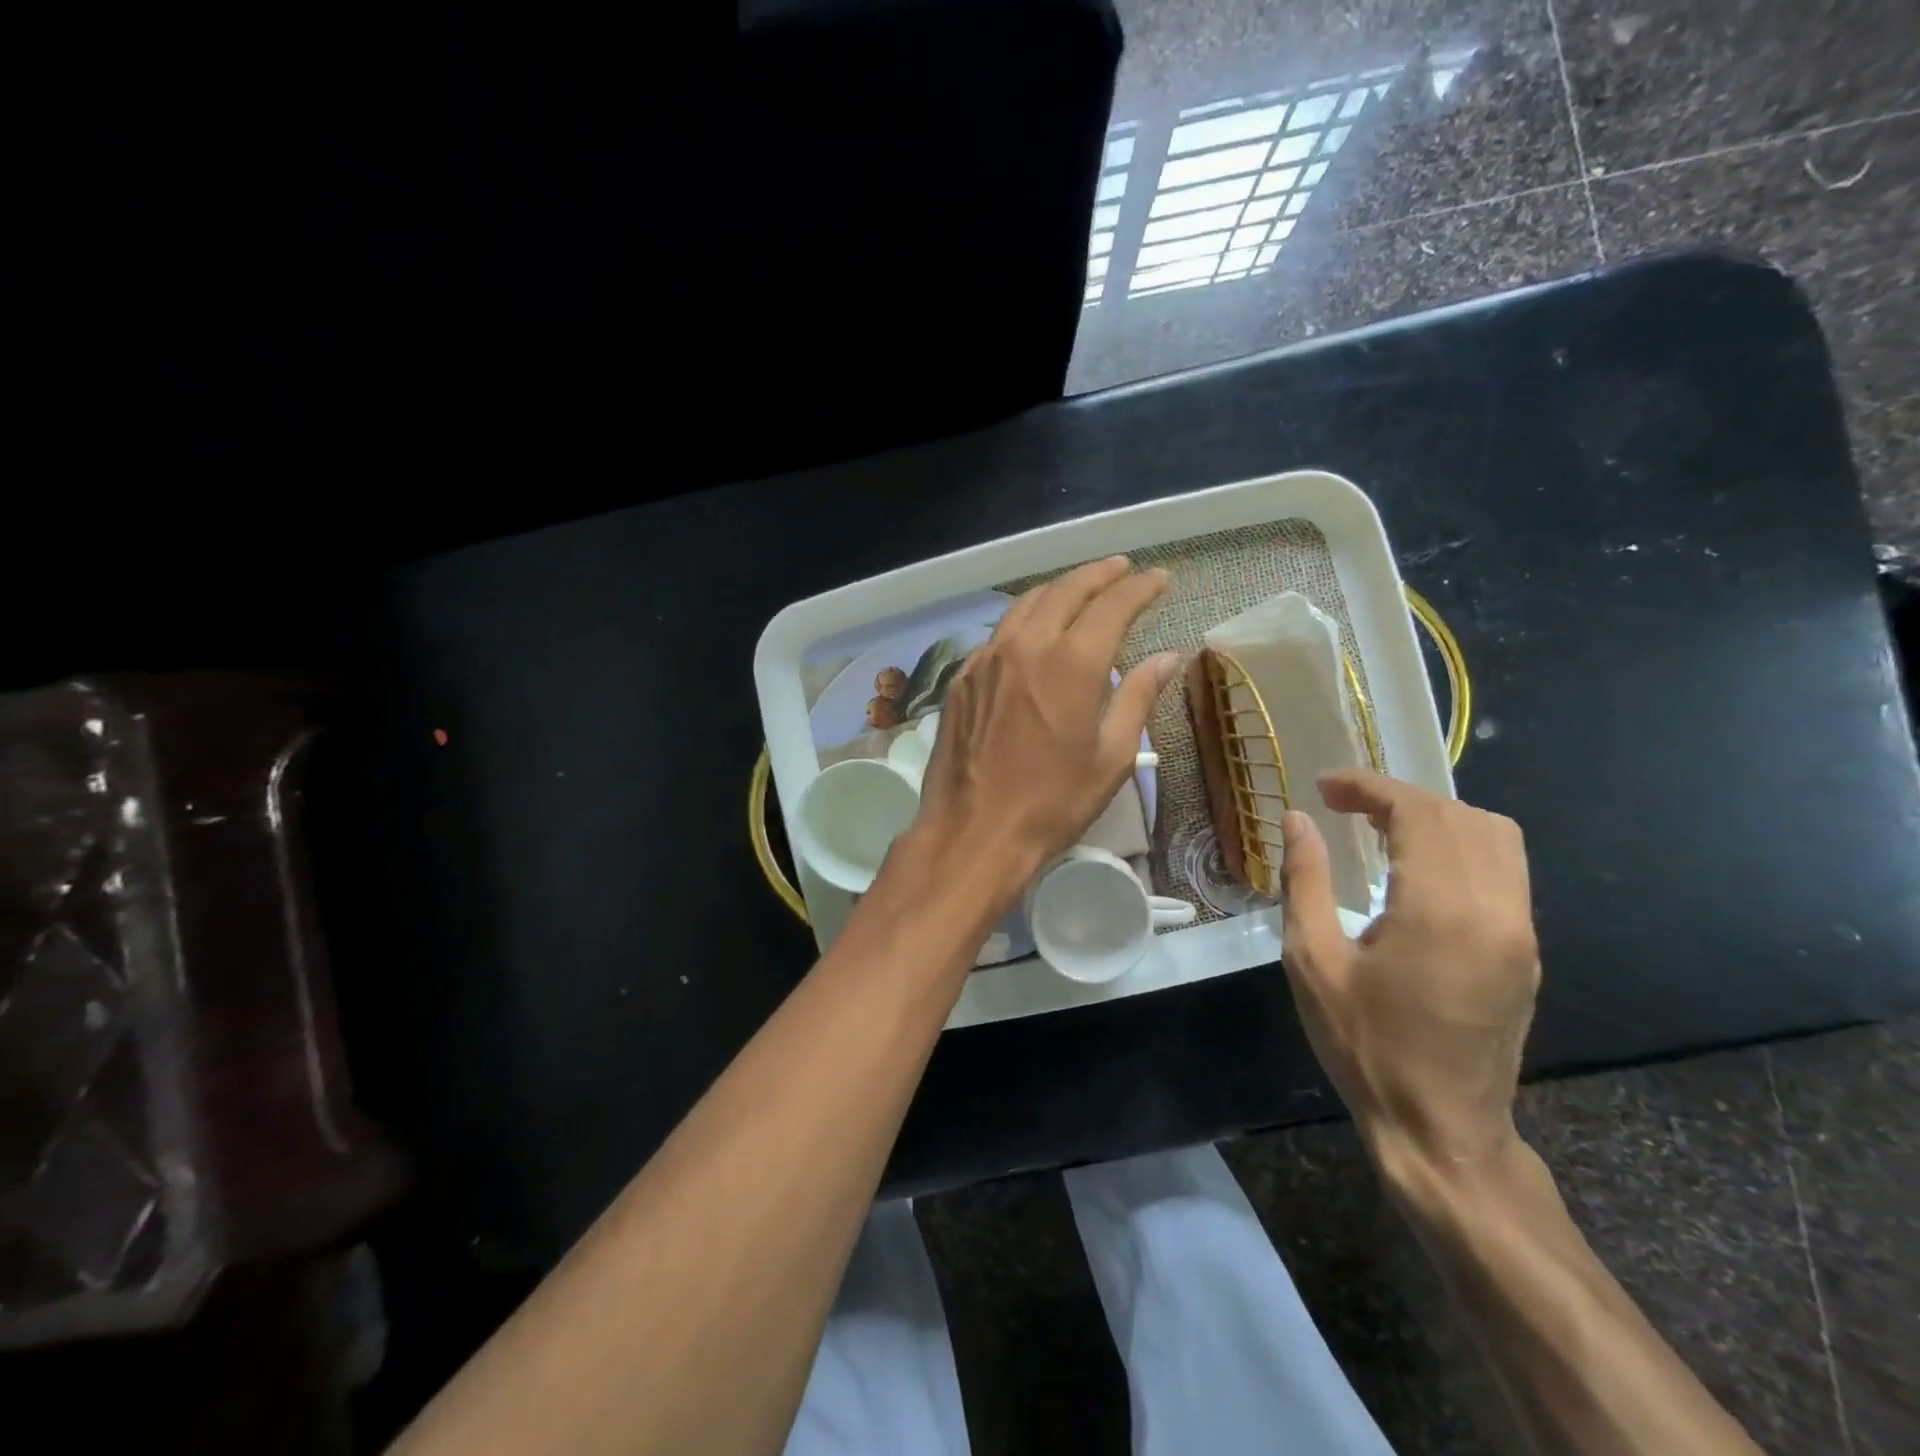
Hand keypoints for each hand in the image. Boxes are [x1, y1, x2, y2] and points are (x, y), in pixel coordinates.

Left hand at [913, 556, 1181, 897]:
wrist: (974, 831)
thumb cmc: (1052, 802)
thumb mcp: (1111, 757)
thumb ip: (1137, 698)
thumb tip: (1166, 657)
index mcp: (1070, 663)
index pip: (1111, 605)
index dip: (1139, 588)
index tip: (1158, 578)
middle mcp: (1025, 646)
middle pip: (1064, 590)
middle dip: (1098, 575)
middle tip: (1122, 570)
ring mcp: (986, 659)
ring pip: (1025, 605)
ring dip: (1058, 589)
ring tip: (1080, 589)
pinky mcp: (961, 678)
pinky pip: (998, 634)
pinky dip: (1024, 620)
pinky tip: (1034, 632)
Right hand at [1278, 770, 1539, 1174]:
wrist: (1441, 1129)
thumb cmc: (1364, 1046)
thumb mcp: (1313, 961)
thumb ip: (1305, 880)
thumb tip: (1298, 821)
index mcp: (1442, 911)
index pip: (1419, 813)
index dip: (1370, 787)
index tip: (1324, 787)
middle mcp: (1496, 910)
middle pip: (1461, 816)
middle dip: (1399, 797)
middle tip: (1344, 806)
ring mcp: (1520, 932)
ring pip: (1496, 837)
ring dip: (1436, 818)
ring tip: (1380, 829)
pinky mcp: (1525, 952)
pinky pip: (1504, 871)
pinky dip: (1459, 847)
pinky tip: (1415, 869)